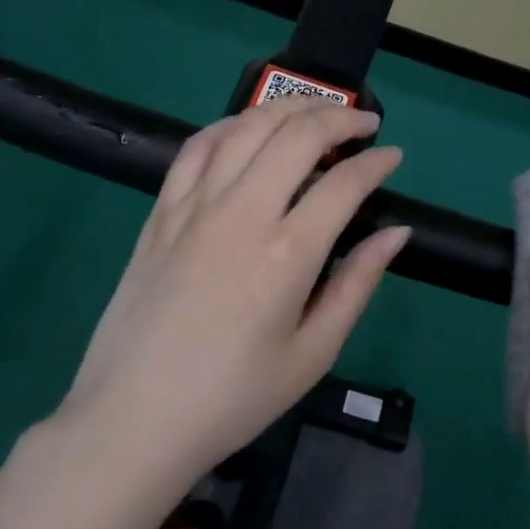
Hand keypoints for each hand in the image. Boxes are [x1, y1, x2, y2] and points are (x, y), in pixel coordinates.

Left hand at [55, 97, 408, 490]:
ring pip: (247, 127)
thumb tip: (396, 232)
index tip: (393, 157)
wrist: (133, 420)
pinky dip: (231, 125)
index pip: (344, 183)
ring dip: (289, 107)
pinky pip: (197, 147)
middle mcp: (241, 214)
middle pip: (297, 135)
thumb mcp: (313, 353)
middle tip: (364, 125)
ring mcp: (194, 207)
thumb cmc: (233, 398)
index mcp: (286, 255)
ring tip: (316, 111)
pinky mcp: (161, 212)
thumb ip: (358, 284)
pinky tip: (250, 127)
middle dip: (340, 117)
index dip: (377, 163)